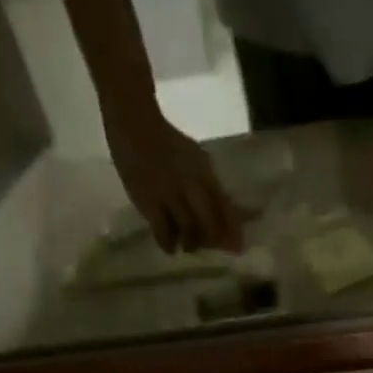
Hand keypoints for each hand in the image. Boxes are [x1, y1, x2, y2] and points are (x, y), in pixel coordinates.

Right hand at [103, 105, 246, 253]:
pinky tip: (171, 246)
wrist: (133, 125)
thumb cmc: (168, 145)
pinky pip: (163, 234)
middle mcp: (189, 183)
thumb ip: (212, 187)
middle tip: (208, 246)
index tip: (238, 247)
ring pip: (188, 232)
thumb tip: (239, 214)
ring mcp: (168, 194)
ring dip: (191, 244)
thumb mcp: (196, 160)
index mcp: (204, 171)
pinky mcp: (148, 203)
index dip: (232, 229)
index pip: (224, 206)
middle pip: (209, 224)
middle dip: (212, 241)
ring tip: (188, 245)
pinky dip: (169, 244)